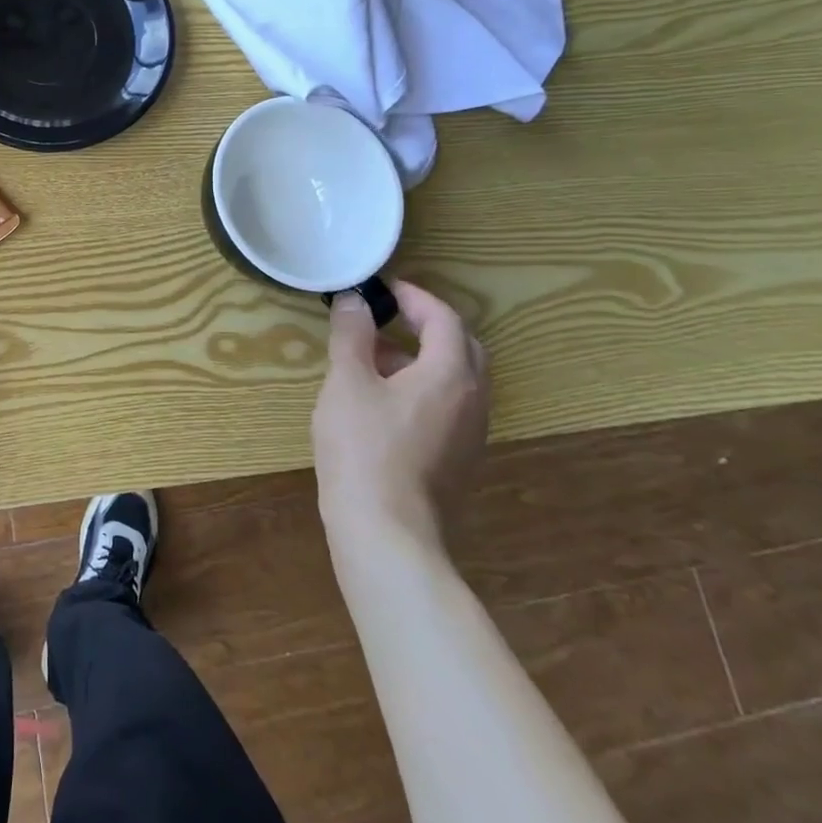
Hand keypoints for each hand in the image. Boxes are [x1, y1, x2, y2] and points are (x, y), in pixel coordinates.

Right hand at [312, 280, 490, 552]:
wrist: (386, 533)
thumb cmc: (364, 448)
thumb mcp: (347, 381)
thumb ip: (352, 335)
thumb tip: (354, 300)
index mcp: (451, 374)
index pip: (445, 318)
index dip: (414, 297)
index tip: (380, 289)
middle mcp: (474, 400)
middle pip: (461, 347)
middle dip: (426, 325)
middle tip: (385, 318)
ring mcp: (470, 434)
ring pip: (455, 380)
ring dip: (420, 358)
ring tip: (372, 359)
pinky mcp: (458, 460)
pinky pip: (448, 407)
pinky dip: (421, 388)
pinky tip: (382, 403)